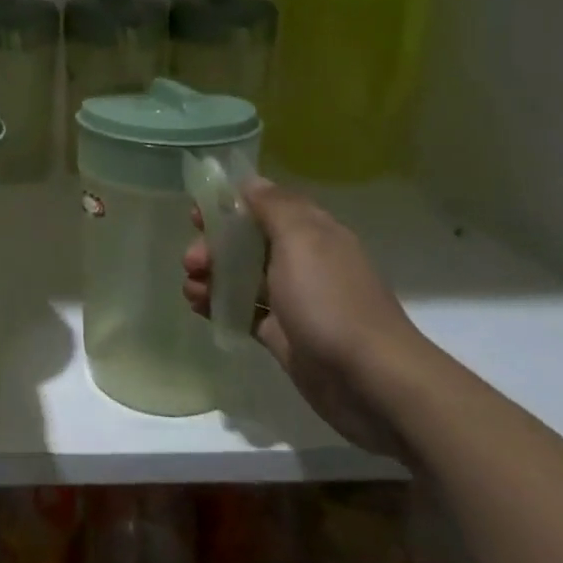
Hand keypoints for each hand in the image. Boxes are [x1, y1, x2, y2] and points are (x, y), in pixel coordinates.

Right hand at [184, 179, 429, 457]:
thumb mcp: (302, 240)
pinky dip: (218, 305)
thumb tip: (251, 182)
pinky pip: (242, 310)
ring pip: (241, 276)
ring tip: (192, 290)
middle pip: (247, 242)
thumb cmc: (330, 300)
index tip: (197, 214)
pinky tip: (198, 307)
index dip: (230, 205)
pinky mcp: (281, 334)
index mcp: (312, 233)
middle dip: (213, 245)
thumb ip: (274, 206)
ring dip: (211, 276)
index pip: (265, 205)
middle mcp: (302, 261)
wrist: (369, 381)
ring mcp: (291, 300)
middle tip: (192, 260)